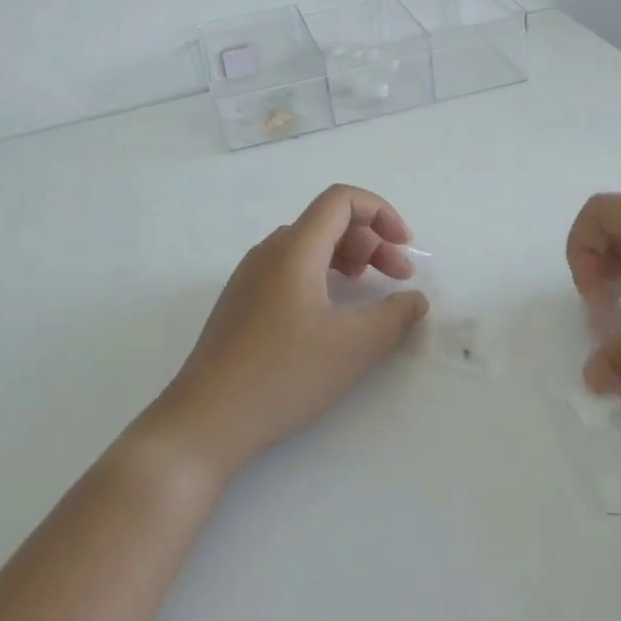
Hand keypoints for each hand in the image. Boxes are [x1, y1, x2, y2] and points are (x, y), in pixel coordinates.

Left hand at [141, 185, 429, 481]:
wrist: (205, 420)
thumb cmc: (283, 374)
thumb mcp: (354, 347)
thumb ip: (395, 316)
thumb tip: (415, 300)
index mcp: (294, 248)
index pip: (341, 200)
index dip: (381, 212)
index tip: (405, 247)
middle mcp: (269, 251)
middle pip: (327, 221)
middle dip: (371, 240)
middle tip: (397, 277)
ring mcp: (250, 276)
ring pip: (308, 246)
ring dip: (347, 258)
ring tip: (367, 289)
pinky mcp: (241, 302)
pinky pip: (290, 269)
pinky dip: (322, 275)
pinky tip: (331, 312)